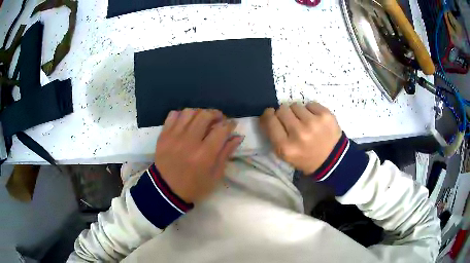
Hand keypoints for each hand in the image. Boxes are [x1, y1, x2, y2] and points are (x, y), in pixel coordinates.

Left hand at [154, 109, 242, 202]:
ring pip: (189, 112)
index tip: (232, 125)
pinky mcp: (163, 135)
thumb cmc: (194, 186)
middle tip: (218, 120)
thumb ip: (226, 153)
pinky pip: (173, 115)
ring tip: (202, 120)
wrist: (166, 190)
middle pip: (205, 115)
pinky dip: (182, 115)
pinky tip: (186, 122)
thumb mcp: (215, 175)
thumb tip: (237, 136)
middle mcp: (189, 141)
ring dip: (199, 113)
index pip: (221, 129)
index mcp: (205, 155)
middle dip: (216, 114)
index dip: (230, 124)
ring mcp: (174, 136)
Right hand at [259, 102, 341, 174]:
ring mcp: (313, 123)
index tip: (272, 114)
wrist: (333, 160)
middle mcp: (298, 133)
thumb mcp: (285, 155)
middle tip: (291, 121)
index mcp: (285, 147)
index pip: (269, 120)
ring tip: (305, 122)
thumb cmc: (306, 158)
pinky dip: (311, 110)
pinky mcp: (325, 116)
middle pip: (282, 109)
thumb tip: (268, 114)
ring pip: (296, 105)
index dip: (268, 115)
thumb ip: (274, 136)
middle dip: (284, 114)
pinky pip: (310, 104)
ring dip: (298, 112)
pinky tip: (315, 120)